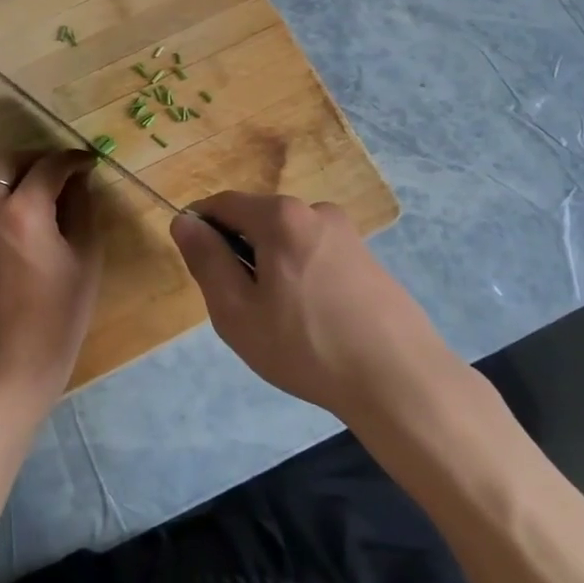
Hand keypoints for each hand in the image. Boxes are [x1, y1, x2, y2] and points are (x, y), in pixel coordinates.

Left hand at [0, 149, 101, 418]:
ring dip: (5, 169)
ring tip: (28, 181)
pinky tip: (3, 205)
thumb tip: (79, 179)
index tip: (89, 163)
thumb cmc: (60, 311)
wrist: (13, 356)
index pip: (49, 167)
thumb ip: (82, 207)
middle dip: (36, 158)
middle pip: (7, 161)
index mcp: (24, 211)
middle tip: (59, 170)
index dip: (73, 160)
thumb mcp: (85, 255)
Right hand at [170, 192, 455, 418]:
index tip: (200, 269)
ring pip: (288, 240)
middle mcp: (315, 210)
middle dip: (240, 253)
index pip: (223, 204)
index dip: (201, 229)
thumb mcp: (237, 311)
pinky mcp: (367, 257)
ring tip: (282, 321)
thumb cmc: (305, 346)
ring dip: (272, 267)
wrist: (399, 378)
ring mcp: (347, 233)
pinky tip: (314, 320)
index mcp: (281, 216)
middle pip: (258, 220)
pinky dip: (301, 276)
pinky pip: (316, 255)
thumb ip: (207, 261)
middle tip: (243, 308)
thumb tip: (184, 222)